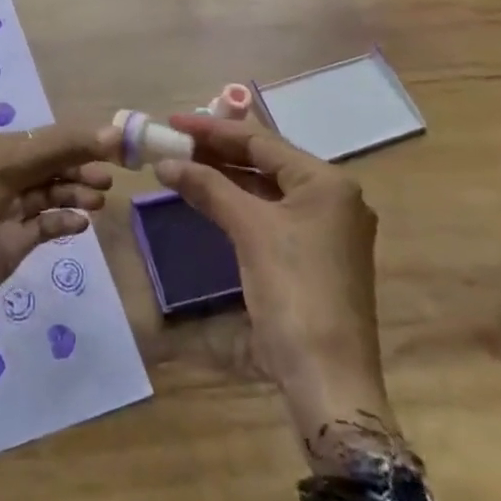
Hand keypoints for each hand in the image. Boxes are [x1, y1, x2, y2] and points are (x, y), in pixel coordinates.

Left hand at [0, 124, 114, 331]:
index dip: (85, 140)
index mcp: (1, 151)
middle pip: (55, 164)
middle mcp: (7, 175)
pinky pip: (47, 224)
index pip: (52, 138)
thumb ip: (58, 149)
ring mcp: (11, 210)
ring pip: (53, 193)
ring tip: (99, 201)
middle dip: (83, 167)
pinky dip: (65, 221)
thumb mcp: (6, 170)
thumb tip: (112, 132)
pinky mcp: (14, 243)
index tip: (120, 146)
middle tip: (110, 179)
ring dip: (77, 193)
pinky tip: (82, 225)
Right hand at [155, 114, 403, 474]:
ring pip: (268, 189)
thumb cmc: (294, 291)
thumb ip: (209, 187)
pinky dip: (240, 205)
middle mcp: (333, 198)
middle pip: (267, 162)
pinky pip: (271, 215)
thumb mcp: (250, 230)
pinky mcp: (315, 257)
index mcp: (327, 182)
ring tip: (184, 164)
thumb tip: (167, 163)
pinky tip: (211, 199)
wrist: (329, 379)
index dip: (214, 129)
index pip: (262, 141)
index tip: (174, 121)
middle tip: (174, 141)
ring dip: (226, 178)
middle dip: (218, 152)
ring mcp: (327, 230)